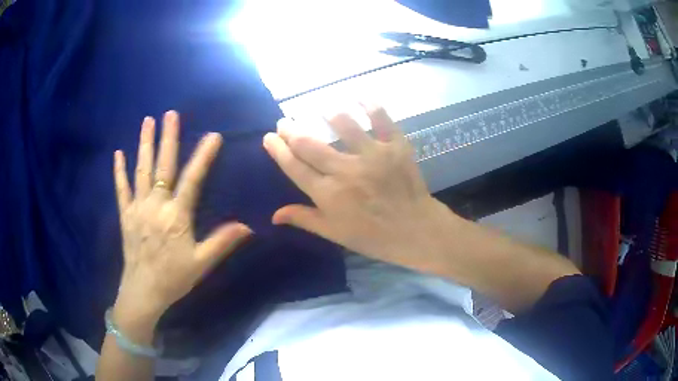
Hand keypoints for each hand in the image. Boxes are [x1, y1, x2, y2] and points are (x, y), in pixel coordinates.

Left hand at [113, 111, 251, 320]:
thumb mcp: (201, 263)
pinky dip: (119, 170)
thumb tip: (248, 226)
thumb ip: (222, 242)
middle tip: (170, 114)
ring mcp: (137, 208)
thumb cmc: (174, 278)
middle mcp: (156, 205)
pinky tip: (118, 152)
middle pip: (163, 166)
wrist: (143, 292)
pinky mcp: (125, 214)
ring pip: (141, 170)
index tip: (213, 135)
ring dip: (144, 144)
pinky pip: (121, 189)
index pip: (192, 180)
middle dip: (168, 138)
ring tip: (148, 121)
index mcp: (176, 216)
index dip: (203, 156)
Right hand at [262, 105, 452, 269]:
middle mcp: (346, 171)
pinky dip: (370, 104)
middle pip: (309, 143)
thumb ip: (304, 219)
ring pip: (343, 124)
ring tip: (319, 109)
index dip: (277, 149)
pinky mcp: (395, 146)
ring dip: (326, 113)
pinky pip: (382, 118)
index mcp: (328, 194)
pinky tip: (358, 97)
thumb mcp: (335, 233)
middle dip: (291, 129)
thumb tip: (273, 215)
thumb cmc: (373, 236)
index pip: (294, 166)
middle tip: (284, 121)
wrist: (416, 230)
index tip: (269, 137)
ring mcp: (372, 155)